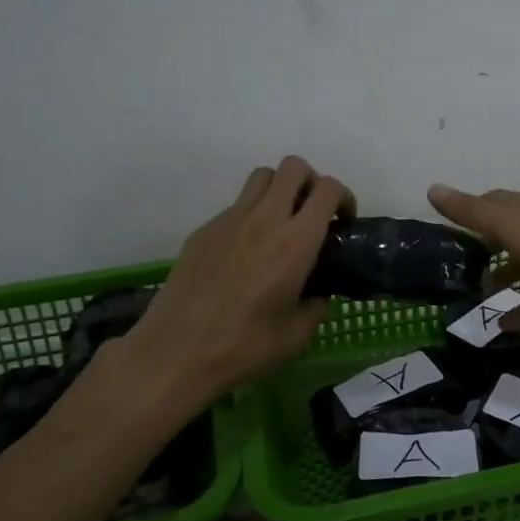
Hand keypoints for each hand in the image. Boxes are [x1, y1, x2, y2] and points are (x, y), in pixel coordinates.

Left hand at [130, 157, 353, 395]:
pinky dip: (250, 215)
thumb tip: (317, 294)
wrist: (176, 353)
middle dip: (312, 182)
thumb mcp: (297, 335)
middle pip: (293, 167)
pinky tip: (245, 253)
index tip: (343, 222)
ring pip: (262, 177)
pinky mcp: (204, 231)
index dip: (343, 198)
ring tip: (281, 224)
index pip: (328, 190)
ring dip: (279, 190)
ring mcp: (229, 220)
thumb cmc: (244, 347)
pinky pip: (235, 206)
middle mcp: (264, 219)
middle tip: (313, 215)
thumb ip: (316, 306)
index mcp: (295, 242)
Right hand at [426, 184, 519, 330]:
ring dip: (506, 277)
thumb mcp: (512, 227)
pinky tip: (507, 327)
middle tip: (461, 265)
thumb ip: (472, 212)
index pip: (494, 201)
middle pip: (510, 231)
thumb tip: (431, 188)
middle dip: (486, 244)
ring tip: (480, 296)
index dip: (471, 210)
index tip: (449, 227)